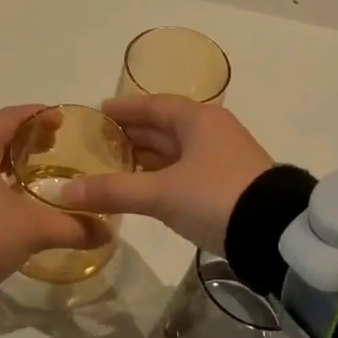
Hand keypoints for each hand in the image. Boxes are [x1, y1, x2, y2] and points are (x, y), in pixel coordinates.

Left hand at [0, 106, 104, 291]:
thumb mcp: (33, 229)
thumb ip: (72, 227)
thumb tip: (106, 233)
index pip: (11, 118)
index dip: (38, 116)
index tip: (61, 121)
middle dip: (25, 142)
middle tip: (53, 150)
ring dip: (7, 167)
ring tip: (33, 180)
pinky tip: (9, 207)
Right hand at [57, 96, 273, 254]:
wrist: (275, 233)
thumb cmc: (215, 197)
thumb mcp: (161, 193)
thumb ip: (113, 191)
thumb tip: (62, 193)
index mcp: (198, 120)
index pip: (154, 104)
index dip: (125, 108)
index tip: (98, 111)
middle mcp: (211, 131)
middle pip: (164, 126)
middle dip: (132, 133)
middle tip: (98, 142)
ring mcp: (222, 158)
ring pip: (175, 150)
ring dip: (146, 156)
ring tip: (112, 164)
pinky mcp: (226, 184)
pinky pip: (185, 170)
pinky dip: (161, 175)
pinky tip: (143, 187)